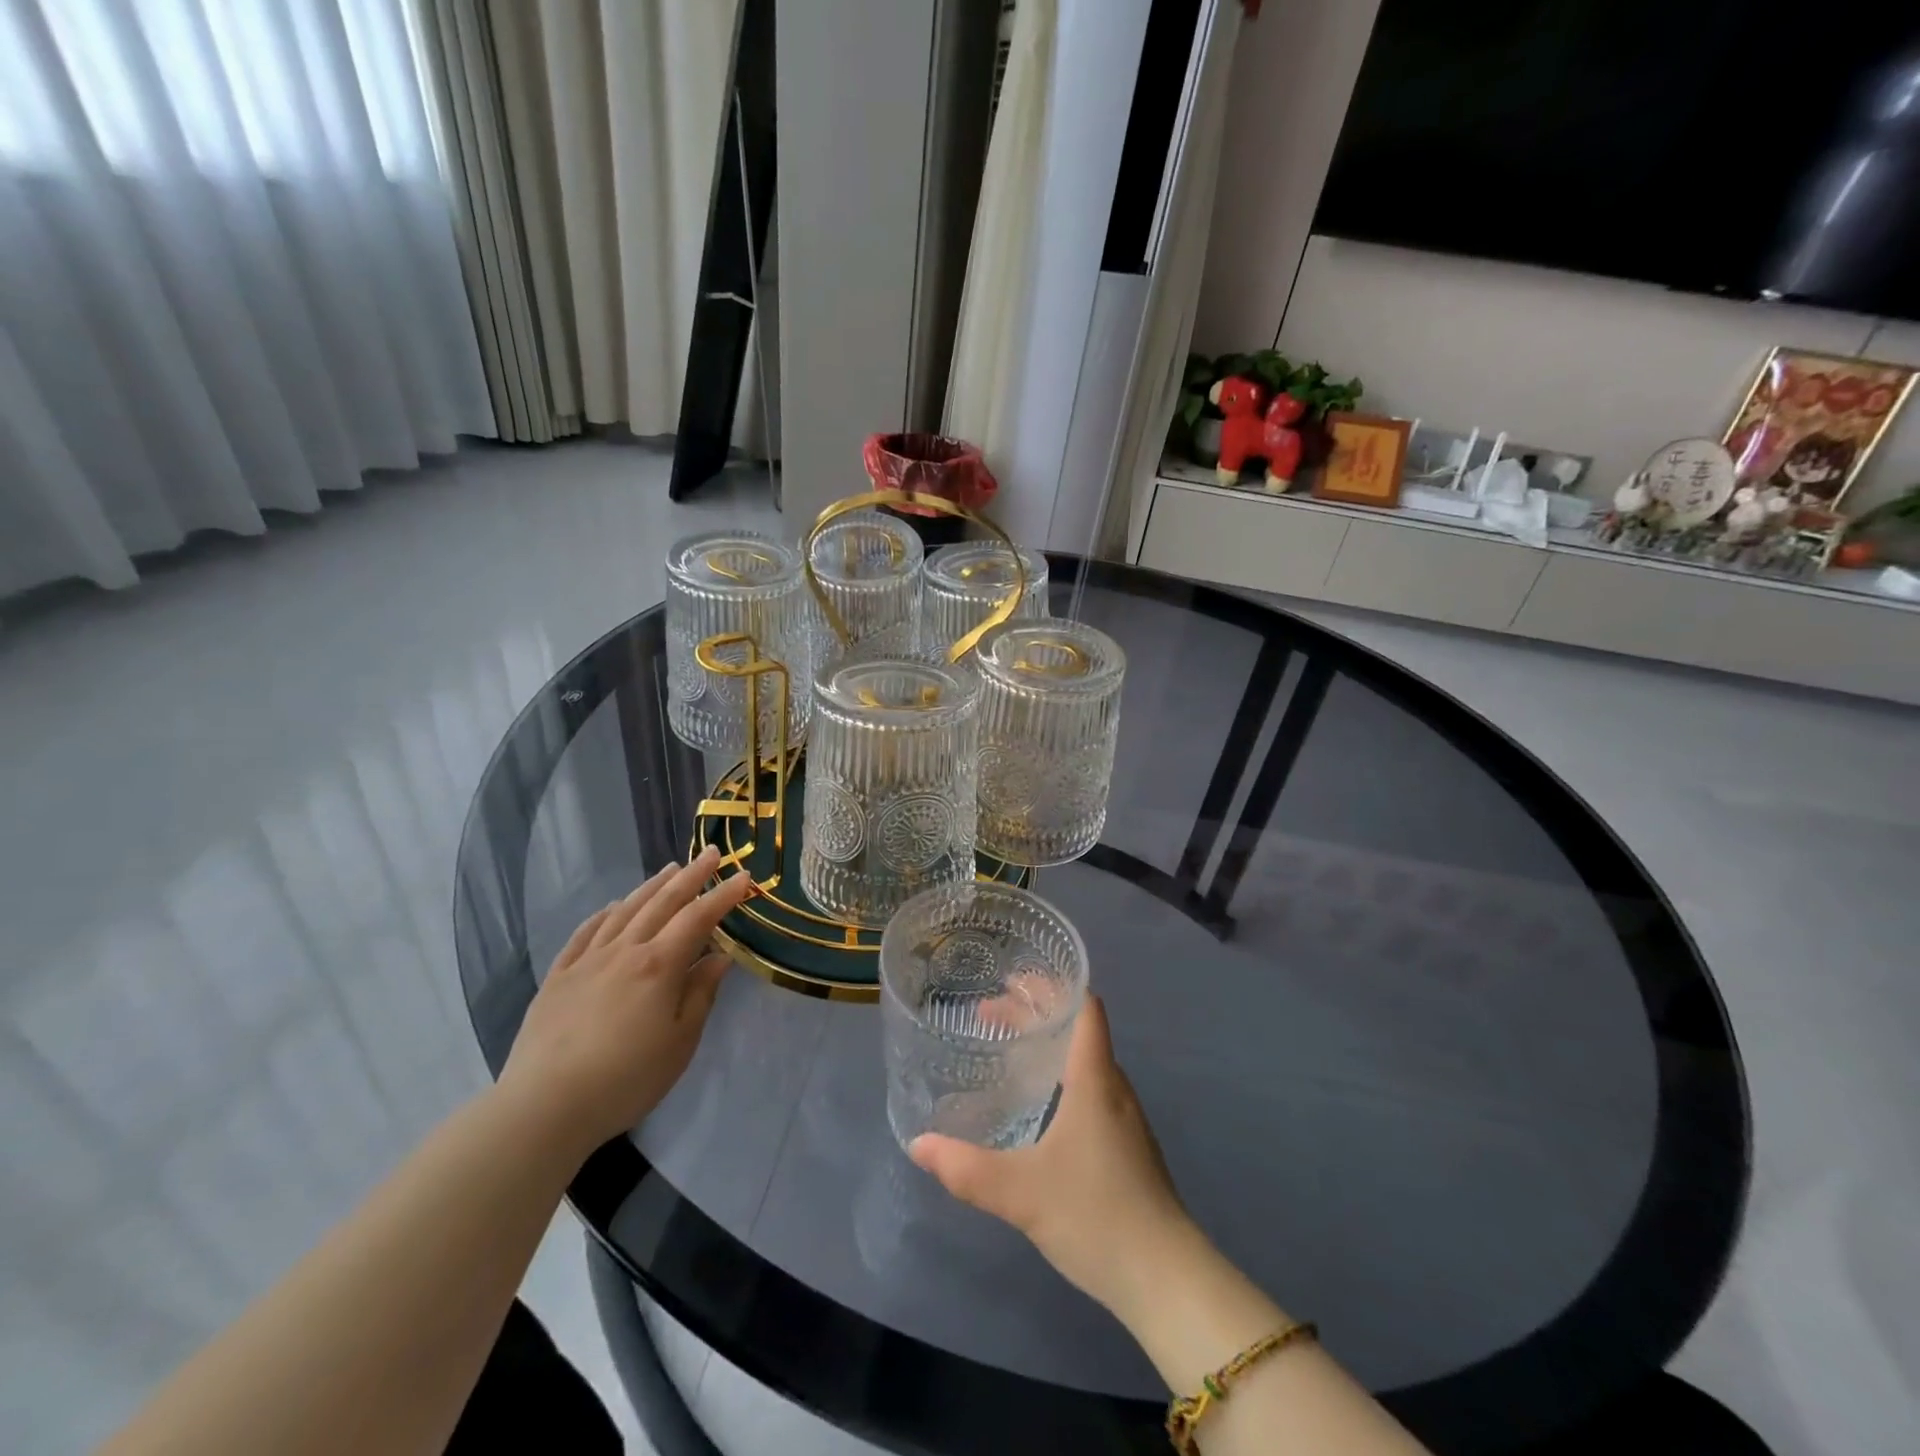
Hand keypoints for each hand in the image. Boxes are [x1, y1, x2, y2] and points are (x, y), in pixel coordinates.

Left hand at [497, 846, 753, 1155]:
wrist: (545, 1106)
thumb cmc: (626, 1078)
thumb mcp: (680, 1042)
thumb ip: (701, 994)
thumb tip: (720, 957)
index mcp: (659, 965)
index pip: (698, 918)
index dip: (724, 895)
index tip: (744, 876)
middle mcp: (624, 951)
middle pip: (662, 903)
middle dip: (691, 876)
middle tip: (711, 853)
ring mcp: (587, 961)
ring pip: (624, 911)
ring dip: (651, 887)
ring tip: (670, 869)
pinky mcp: (558, 978)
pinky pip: (584, 934)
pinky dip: (603, 914)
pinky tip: (611, 907)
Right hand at [909, 997, 1193, 1320]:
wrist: (1166, 1279)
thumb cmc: (1096, 1214)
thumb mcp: (1021, 1192)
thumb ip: (966, 1168)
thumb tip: (918, 1144)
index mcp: (1094, 1078)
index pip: (1084, 1007)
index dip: (1051, 985)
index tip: (1011, 979)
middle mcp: (1113, 1087)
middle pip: (1077, 1028)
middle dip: (1034, 1014)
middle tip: (988, 1014)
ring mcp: (1124, 1118)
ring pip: (1084, 1060)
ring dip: (1048, 1045)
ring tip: (1008, 1049)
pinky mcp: (1126, 1146)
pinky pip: (1090, 1088)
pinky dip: (1060, 1075)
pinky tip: (1039, 1104)